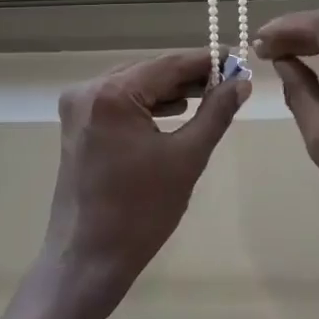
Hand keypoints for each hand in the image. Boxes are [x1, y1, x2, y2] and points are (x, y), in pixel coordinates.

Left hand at [39, 51, 249, 316]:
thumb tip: (242, 82)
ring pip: (133, 85)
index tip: (238, 58)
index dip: (206, 61)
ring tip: (209, 96)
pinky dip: (146, 105)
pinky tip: (174, 111)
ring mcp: (77, 107)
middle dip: (188, 76)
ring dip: (168, 90)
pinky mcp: (76, 125)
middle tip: (229, 80)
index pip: (168, 65)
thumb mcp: (186, 158)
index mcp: (111, 94)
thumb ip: (216, 113)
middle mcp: (88, 90)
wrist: (88, 260)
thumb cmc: (141, 212)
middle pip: (149, 72)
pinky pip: (118, 102)